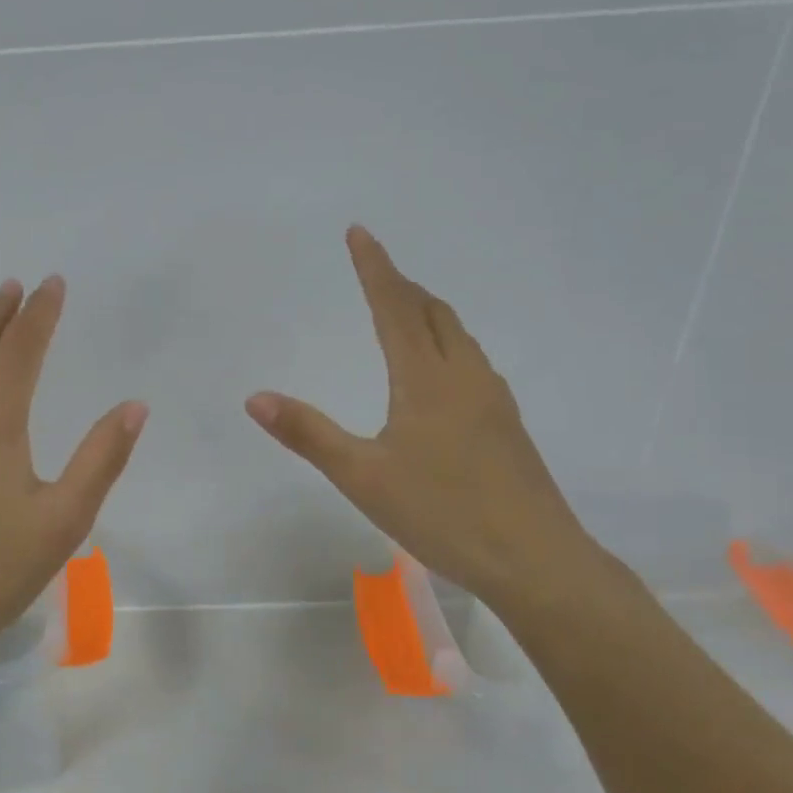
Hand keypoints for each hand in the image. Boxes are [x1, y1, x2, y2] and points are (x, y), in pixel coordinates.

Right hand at [246, 227, 609, 617]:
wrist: (537, 560)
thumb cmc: (443, 513)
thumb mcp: (362, 477)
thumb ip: (308, 434)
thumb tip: (255, 397)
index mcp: (426, 379)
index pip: (394, 307)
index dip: (374, 267)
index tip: (359, 231)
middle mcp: (464, 376)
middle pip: (432, 312)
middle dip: (401, 285)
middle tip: (375, 271)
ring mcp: (493, 399)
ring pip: (458, 336)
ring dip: (427, 312)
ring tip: (404, 311)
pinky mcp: (507, 424)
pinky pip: (472, 361)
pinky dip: (447, 343)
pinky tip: (442, 373)